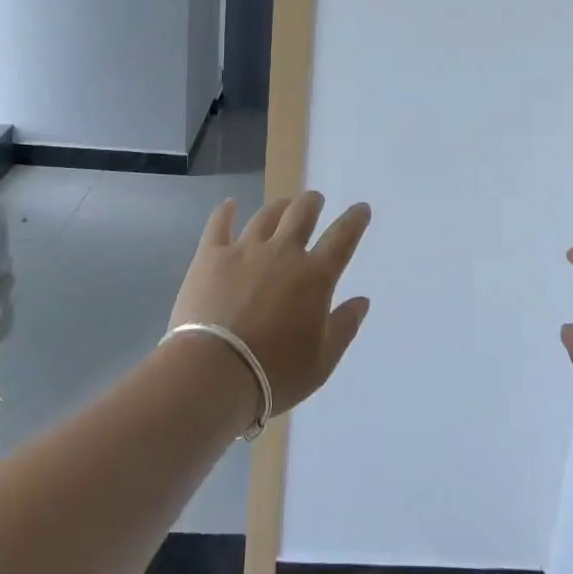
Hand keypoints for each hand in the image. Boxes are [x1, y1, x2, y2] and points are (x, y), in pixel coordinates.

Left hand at [168, 192, 371, 417]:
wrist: (213, 373)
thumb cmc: (274, 373)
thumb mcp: (322, 362)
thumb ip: (344, 326)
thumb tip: (362, 300)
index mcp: (315, 276)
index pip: (342, 238)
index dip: (355, 220)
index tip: (361, 209)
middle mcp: (283, 253)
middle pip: (302, 214)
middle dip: (312, 202)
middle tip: (315, 200)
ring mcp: (244, 250)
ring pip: (266, 215)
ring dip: (279, 206)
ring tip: (283, 205)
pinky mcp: (210, 256)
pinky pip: (219, 224)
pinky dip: (226, 211)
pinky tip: (229, 204)